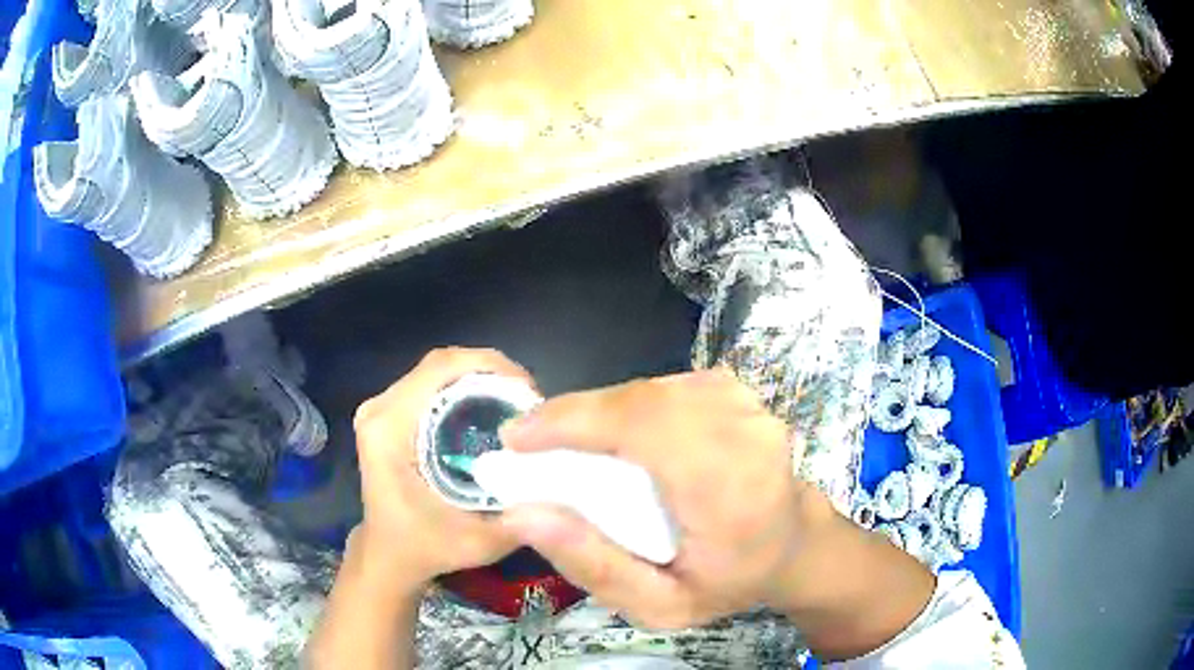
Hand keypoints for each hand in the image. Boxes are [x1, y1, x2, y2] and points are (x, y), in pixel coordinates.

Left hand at [352, 347, 528, 591]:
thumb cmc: (425, 549)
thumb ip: (519, 520)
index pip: (440, 369)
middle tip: (530, 401)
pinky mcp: (389, 415)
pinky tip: (492, 412)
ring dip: (480, 380)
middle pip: (440, 364)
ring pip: (437, 372)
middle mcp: (379, 409)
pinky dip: (465, 390)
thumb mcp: (477, 543)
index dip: (489, 367)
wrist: (389, 556)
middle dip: (491, 373)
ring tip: (517, 406)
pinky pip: (432, 386)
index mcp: (389, 429)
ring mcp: (381, 409)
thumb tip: (562, 481)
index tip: (529, 392)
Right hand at [498, 368, 831, 627]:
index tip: (517, 438)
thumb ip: (593, 565)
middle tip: (531, 443)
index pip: (646, 428)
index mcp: (732, 490)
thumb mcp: (659, 605)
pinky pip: (665, 386)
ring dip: (600, 410)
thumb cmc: (727, 581)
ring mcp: (747, 404)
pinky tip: (617, 434)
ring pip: (650, 388)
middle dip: (575, 416)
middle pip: (642, 400)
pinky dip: (629, 404)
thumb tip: (522, 513)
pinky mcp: (739, 392)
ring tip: (568, 443)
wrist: (792, 544)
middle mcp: (746, 434)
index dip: (574, 422)